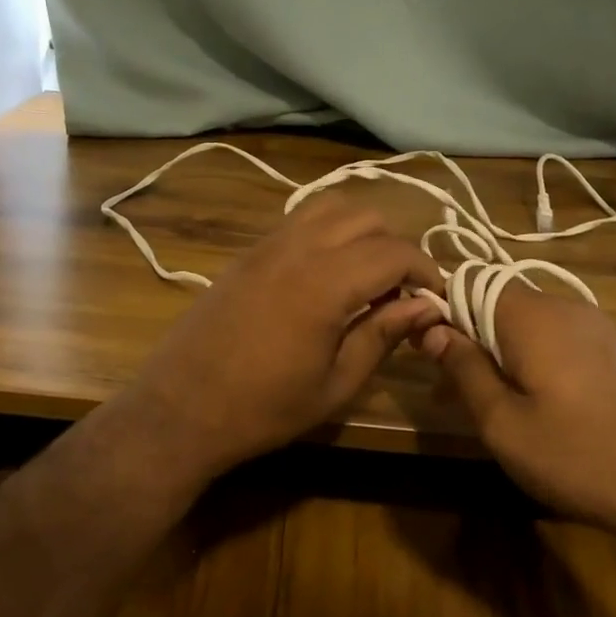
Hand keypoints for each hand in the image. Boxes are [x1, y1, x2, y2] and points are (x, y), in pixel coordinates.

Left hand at [116, 193, 444, 484]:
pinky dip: (329, 231)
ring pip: (331, 207)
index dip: (426, 271)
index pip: (394, 252)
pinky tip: (328, 273)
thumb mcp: (335, 385)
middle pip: (367, 217)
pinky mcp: (248, 252)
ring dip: (362, 231)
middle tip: (401, 292)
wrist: (180, 410)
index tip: (435, 300)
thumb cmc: (263, 409)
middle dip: (396, 247)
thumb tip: (427, 307)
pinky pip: (301, 219)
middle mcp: (298, 249)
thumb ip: (383, 336)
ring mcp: (268, 245)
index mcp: (324, 284)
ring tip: (366, 276)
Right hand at [419, 284, 615, 550]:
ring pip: (527, 325)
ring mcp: (595, 327)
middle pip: (499, 304)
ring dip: (498, 353)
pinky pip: (556, 340)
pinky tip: (530, 402)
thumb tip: (434, 329)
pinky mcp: (613, 350)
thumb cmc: (576, 454)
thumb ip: (464, 368)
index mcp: (532, 316)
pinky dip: (531, 360)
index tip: (425, 353)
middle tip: (450, 391)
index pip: (470, 286)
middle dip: (468, 338)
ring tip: (486, 404)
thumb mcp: (502, 422)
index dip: (441, 313)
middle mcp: (564, 307)